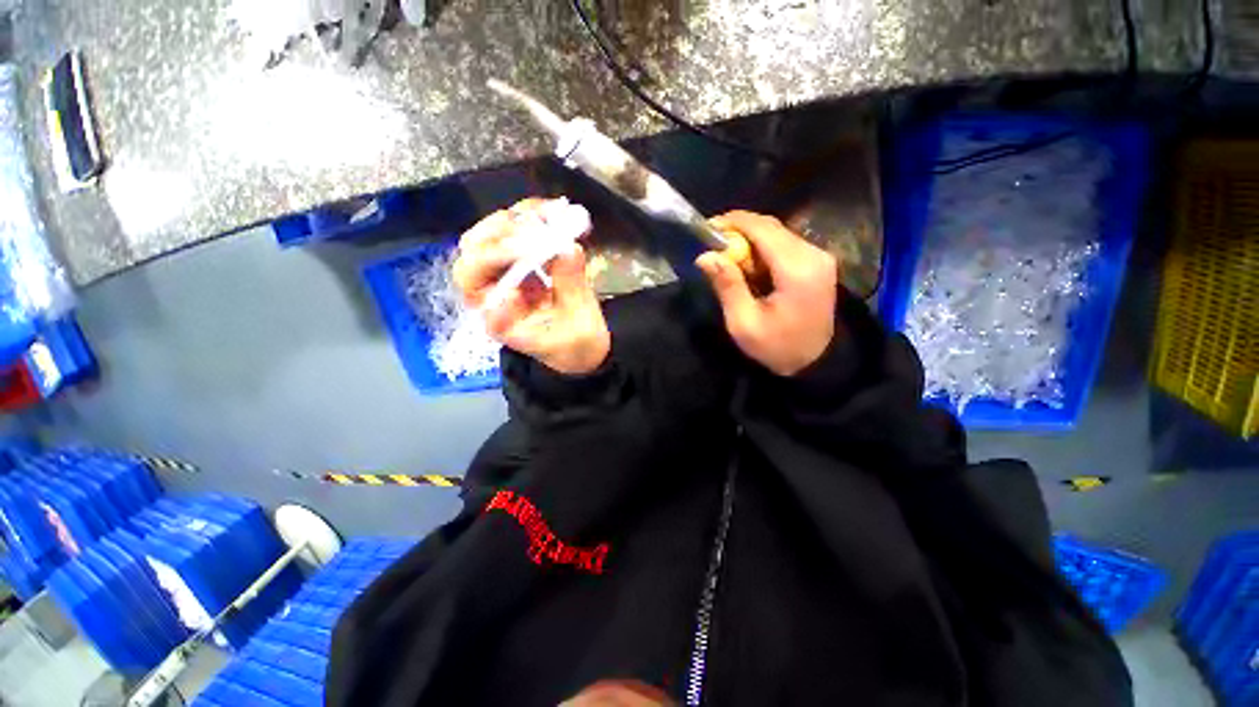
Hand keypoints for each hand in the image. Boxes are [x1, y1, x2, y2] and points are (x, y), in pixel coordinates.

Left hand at [453, 200, 610, 375]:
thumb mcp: (580, 326)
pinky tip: (555, 213)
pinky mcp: (521, 263)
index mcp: (497, 318)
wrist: (581, 349)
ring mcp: (504, 275)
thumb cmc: (576, 346)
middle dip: (503, 233)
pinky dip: (532, 219)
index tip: (531, 250)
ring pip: (490, 235)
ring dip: (518, 220)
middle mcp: (492, 294)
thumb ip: (573, 289)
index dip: (495, 261)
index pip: (475, 284)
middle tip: (538, 224)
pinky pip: (515, 233)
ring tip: (551, 213)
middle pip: (474, 252)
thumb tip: (570, 248)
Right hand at [695, 211, 837, 376]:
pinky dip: (763, 249)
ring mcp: (820, 256)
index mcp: (796, 269)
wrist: (816, 362)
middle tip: (713, 246)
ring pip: (778, 233)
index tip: (707, 228)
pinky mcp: (819, 262)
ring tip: (728, 258)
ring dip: (750, 240)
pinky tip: (750, 266)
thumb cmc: (776, 347)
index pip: (762, 229)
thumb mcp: (744, 323)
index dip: (732, 222)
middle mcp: (813, 254)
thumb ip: (727, 286)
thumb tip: (705, 256)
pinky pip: (785, 244)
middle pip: (770, 227)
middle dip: (739, 231)